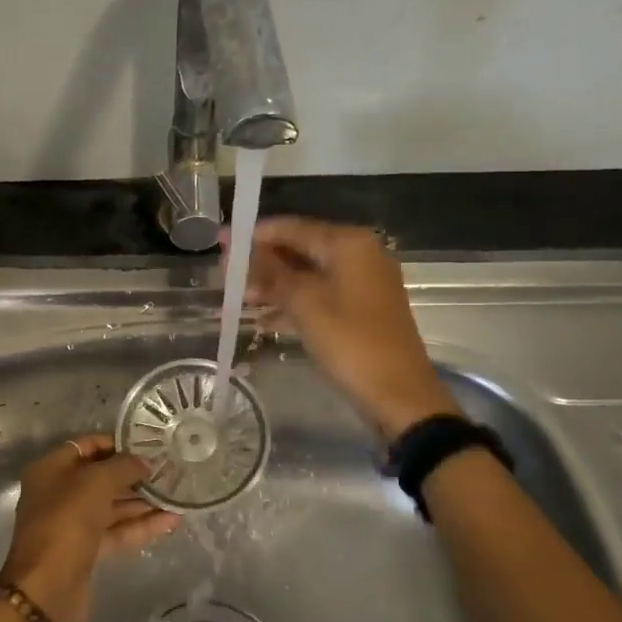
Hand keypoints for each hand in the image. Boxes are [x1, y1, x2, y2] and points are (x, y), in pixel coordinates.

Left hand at [0, 435, 180, 621]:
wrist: (48, 588)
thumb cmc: (67, 522)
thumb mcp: (95, 483)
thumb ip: (123, 466)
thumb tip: (145, 462)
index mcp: (50, 469)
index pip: (87, 446)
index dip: (117, 443)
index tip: (150, 444)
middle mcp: (58, 493)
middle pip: (100, 477)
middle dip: (134, 474)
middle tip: (170, 470)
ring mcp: (72, 524)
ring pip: (111, 507)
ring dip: (142, 501)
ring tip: (177, 494)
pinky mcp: (86, 551)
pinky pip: (116, 531)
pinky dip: (140, 526)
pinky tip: (172, 520)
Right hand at [238, 216, 459, 438]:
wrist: (398, 394)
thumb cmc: (350, 342)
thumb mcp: (304, 305)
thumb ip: (272, 274)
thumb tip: (241, 252)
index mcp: (348, 244)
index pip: (292, 228)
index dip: (254, 234)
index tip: (222, 241)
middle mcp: (359, 255)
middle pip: (300, 249)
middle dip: (263, 262)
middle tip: (227, 274)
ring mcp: (363, 283)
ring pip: (308, 275)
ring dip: (275, 285)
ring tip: (240, 299)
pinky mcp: (362, 310)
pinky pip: (320, 296)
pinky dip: (294, 304)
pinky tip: (265, 321)